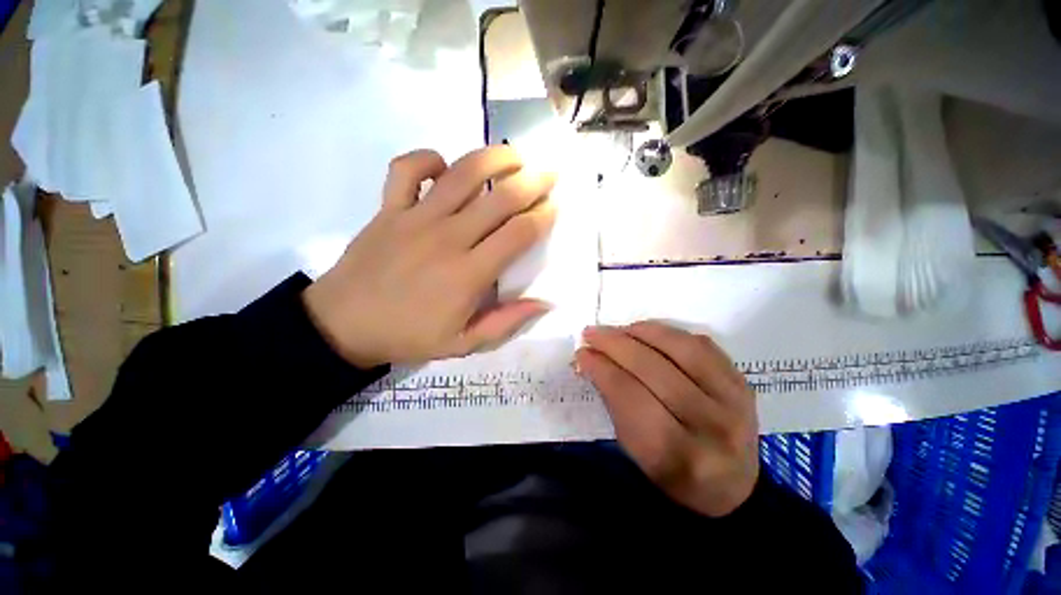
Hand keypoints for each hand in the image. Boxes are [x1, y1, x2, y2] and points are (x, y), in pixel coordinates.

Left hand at [303, 146, 556, 366]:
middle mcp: (448, 238)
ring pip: (461, 174)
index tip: (555, 206)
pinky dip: (427, 159)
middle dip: (532, 181)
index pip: (517, 234)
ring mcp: (415, 218)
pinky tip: (442, 166)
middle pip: (499, 198)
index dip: (543, 216)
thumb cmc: (409, 335)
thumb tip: (544, 303)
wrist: (344, 325)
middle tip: (549, 173)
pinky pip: (406, 168)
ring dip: (493, 158)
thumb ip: (506, 323)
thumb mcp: (464, 343)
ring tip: (513, 155)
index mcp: (469, 274)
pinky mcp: (388, 208)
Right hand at [576, 322, 759, 516]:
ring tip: (619, 329)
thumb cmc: (673, 474)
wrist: (733, 486)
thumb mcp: (635, 451)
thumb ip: (614, 403)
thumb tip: (591, 361)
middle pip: (654, 370)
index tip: (582, 354)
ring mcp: (733, 401)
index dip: (602, 369)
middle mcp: (711, 427)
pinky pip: (702, 344)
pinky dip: (669, 333)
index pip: (631, 397)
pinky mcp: (742, 382)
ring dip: (642, 332)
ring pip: (681, 349)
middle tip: (592, 333)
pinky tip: (648, 332)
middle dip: (616, 345)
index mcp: (678, 455)